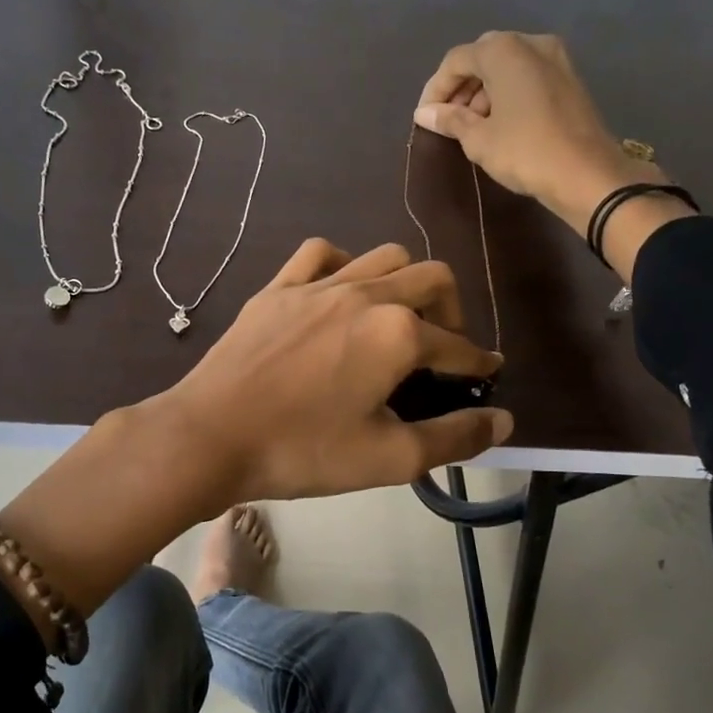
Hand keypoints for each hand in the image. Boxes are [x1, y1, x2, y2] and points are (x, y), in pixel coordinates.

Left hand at [162, 238, 512, 501]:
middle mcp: (366, 294)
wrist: (210, 436)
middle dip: (451, 312)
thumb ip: (454, 438)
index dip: (478, 363)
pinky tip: (340, 294)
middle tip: (441, 350)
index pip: (458, 346)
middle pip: (433, 278)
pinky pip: (322, 253)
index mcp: (398, 334)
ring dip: (405, 283)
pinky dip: (344, 265)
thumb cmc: (303, 451)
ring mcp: (318, 284)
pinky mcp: (279, 287)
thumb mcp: (389, 458)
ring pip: (384, 256)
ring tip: (396, 320)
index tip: (486, 372)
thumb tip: (502, 421)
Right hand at [414, 30, 661, 232]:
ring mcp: (556, 58)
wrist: (587, 174)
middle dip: (461, 87)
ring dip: (484, 91)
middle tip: (448, 120)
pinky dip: (508, 93)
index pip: (456, 60)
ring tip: (472, 127)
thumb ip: (449, 119)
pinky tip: (500, 124)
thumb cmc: (525, 151)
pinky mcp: (570, 79)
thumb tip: (424, 113)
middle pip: (482, 57)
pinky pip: (527, 77)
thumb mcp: (478, 139)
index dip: (435, 88)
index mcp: (504, 51)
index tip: (425, 117)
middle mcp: (530, 43)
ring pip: (507, 67)